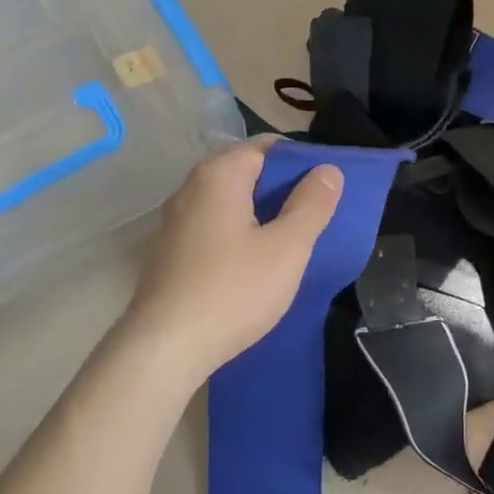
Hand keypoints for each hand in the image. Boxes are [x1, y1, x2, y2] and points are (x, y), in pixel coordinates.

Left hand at [124, 137, 343, 383]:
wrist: (165, 347)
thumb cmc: (233, 291)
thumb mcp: (287, 248)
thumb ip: (311, 205)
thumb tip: (328, 169)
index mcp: (218, 175)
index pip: (266, 146)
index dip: (301, 161)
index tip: (327, 185)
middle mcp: (191, 188)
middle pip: (246, 172)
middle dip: (283, 188)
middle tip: (317, 214)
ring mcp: (175, 221)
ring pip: (229, 202)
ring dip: (261, 214)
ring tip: (293, 238)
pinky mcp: (170, 251)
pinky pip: (214, 227)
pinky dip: (239, 233)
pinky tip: (256, 262)